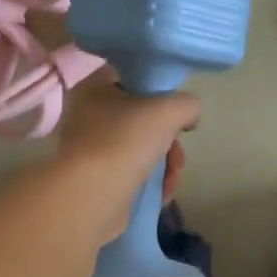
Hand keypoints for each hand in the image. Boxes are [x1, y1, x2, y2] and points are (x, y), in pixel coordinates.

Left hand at [56, 69, 198, 240]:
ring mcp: (91, 151)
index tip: (177, 110)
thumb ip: (187, 104)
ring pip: (141, 149)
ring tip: (173, 177)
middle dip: (169, 138)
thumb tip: (189, 115)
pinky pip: (133, 174)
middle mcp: (88, 117)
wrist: (91, 197)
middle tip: (177, 154)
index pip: (132, 79)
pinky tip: (163, 192)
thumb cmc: (124, 141)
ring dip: (166, 163)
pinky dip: (152, 181)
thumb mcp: (168, 110)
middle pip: (142, 119)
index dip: (160, 91)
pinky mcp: (97, 181)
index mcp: (94, 89)